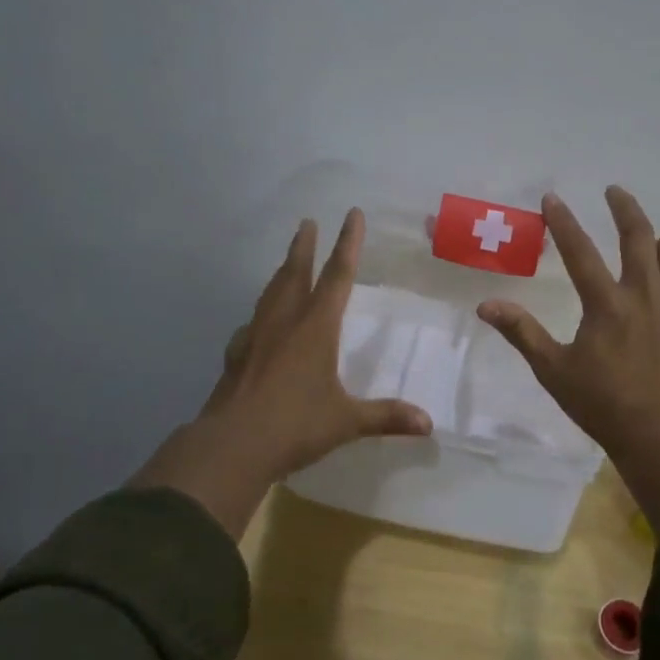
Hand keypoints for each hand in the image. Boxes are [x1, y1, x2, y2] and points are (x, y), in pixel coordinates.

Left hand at [134, 209, 430, 537]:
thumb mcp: (346, 422)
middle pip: (295, 273)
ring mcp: (255, 337)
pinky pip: (251, 325)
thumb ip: (386, 417)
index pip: (337, 276)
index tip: (352, 214)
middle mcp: (284, 323)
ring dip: (281, 273)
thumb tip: (428, 424)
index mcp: (315, 328)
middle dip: (304, 246)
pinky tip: (256, 325)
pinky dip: (260, 315)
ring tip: (287, 263)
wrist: (231, 446)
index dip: (348, 243)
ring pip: (270, 293)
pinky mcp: (236, 356)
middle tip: (307, 222)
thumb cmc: (295, 425)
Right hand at [478, 187, 659, 526]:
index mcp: (606, 303)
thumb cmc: (602, 405)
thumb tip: (485, 306)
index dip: (562, 221)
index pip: (579, 250)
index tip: (552, 197)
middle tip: (614, 192)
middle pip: (639, 234)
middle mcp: (645, 293)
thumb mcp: (553, 370)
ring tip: (650, 249)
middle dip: (624, 206)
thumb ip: (522, 332)